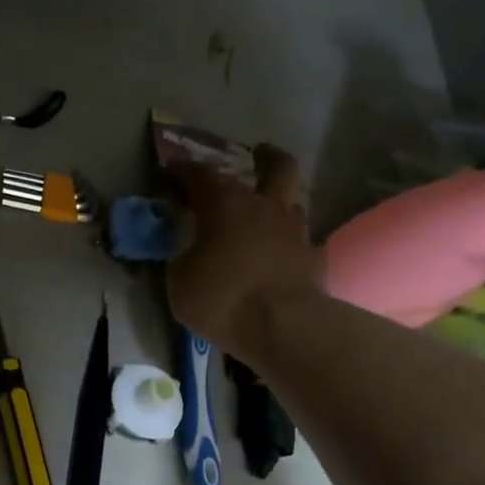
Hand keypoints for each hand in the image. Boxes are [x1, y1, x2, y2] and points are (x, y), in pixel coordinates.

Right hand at [165, 144, 319, 358]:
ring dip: (278, 201)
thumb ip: (182, 256)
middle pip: (276, 166)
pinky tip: (279, 255)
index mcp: (226, 203)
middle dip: (265, 157)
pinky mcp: (314, 259)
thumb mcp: (180, 280)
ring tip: (264, 214)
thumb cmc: (222, 298)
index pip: (200, 174)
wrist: (283, 328)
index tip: (170, 170)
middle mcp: (266, 206)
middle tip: (256, 155)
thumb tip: (187, 250)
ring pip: (292, 201)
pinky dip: (288, 242)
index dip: (182, 170)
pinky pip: (300, 241)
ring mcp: (295, 231)